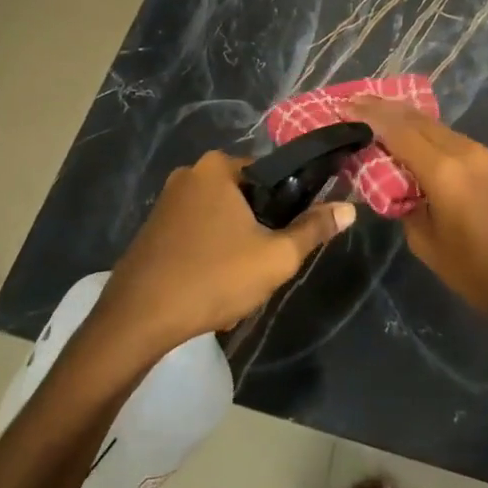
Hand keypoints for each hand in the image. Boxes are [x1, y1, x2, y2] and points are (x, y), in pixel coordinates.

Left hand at [94, 151, 354, 356]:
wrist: (138, 320)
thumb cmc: (213, 278)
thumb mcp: (275, 257)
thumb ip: (314, 229)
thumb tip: (349, 207)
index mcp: (218, 167)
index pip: (270, 173)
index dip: (287, 205)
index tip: (287, 237)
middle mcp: (190, 173)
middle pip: (245, 197)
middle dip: (257, 230)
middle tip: (262, 265)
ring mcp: (167, 201)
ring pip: (220, 218)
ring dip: (234, 246)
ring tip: (236, 282)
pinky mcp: (153, 228)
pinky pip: (196, 233)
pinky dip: (209, 254)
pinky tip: (210, 287)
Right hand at [346, 97, 487, 354]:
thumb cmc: (476, 274)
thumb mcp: (426, 243)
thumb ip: (403, 203)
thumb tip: (393, 183)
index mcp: (445, 171)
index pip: (398, 130)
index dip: (370, 115)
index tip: (345, 105)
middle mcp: (466, 151)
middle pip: (418, 119)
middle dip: (385, 109)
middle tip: (356, 103)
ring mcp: (485, 154)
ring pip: (437, 126)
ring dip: (407, 120)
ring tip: (379, 117)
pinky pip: (453, 139)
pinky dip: (428, 134)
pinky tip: (413, 140)